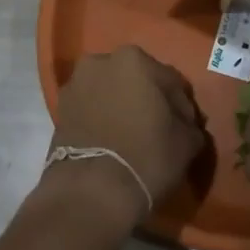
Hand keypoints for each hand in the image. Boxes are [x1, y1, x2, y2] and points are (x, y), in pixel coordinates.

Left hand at [42, 46, 205, 229]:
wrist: (91, 190)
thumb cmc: (146, 156)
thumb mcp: (186, 142)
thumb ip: (189, 125)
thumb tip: (185, 125)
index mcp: (135, 59)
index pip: (171, 82)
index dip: (182, 107)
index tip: (187, 129)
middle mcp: (101, 61)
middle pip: (137, 81)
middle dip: (149, 101)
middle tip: (161, 130)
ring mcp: (76, 84)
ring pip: (111, 92)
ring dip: (123, 107)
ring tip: (134, 137)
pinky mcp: (60, 108)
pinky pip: (91, 108)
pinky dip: (103, 118)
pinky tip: (113, 141)